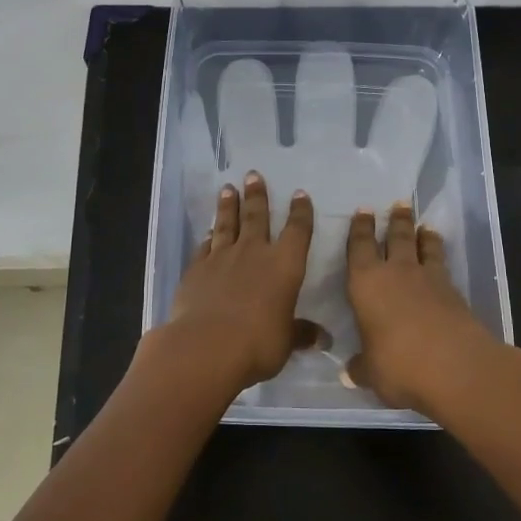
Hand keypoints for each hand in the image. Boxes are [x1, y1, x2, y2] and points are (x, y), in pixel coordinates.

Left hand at [164, 172, 314, 394]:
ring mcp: (222, 258)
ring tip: (228, 188)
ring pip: (227, 224)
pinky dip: (208, 237)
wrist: (207, 345)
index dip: (300, 212)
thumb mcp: (286, 341)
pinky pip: (205, 246)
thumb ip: (301, 334)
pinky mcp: (197, 269)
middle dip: (257, 195)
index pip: (297, 231)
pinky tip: (208, 232)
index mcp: (284, 265)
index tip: (299, 194)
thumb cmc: (257, 343)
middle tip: (253, 175)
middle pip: (256, 216)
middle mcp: (254, 253)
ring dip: (228, 205)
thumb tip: (323, 338)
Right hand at [345, 202, 520, 419]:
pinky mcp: (455, 292)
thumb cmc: (399, 365)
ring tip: (424, 226)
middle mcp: (396, 272)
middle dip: (396, 220)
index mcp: (366, 283)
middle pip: (396, 237)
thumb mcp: (371, 373)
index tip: (363, 211)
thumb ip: (360, 367)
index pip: (359, 247)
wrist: (457, 368)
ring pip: (424, 247)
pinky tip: (440, 263)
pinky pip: (443, 266)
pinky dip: (439, 258)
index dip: (360, 229)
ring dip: (423, 235)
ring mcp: (429, 279)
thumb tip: (349, 373)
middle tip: (398, 204)